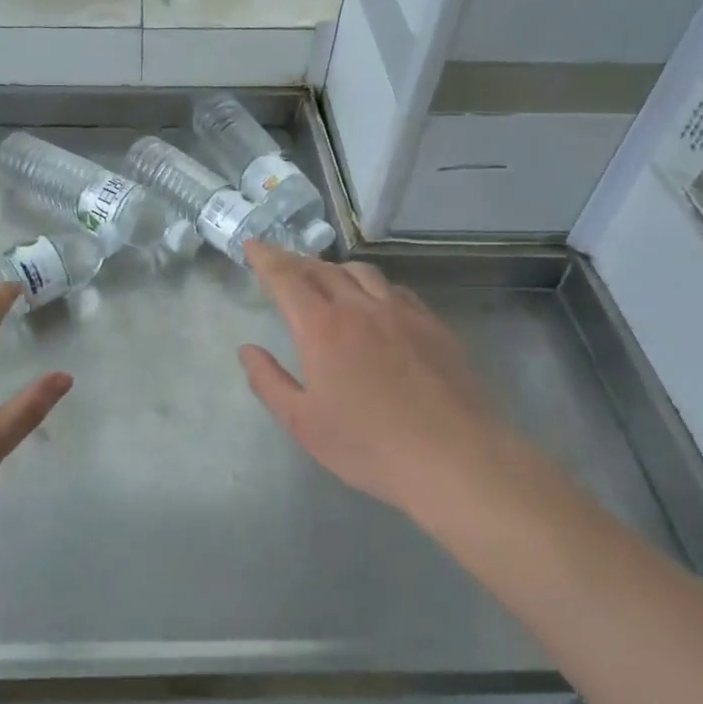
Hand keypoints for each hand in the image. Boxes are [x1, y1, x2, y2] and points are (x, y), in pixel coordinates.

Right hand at [238, 241, 539, 531]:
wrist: (455, 459)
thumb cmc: (369, 446)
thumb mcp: (303, 423)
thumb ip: (269, 382)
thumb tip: (247, 349)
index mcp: (321, 327)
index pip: (286, 277)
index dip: (265, 257)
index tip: (251, 245)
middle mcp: (359, 307)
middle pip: (322, 269)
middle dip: (297, 261)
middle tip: (283, 266)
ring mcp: (401, 312)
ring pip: (362, 272)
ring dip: (335, 269)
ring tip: (327, 280)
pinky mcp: (432, 324)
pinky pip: (395, 290)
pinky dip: (373, 286)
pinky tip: (375, 304)